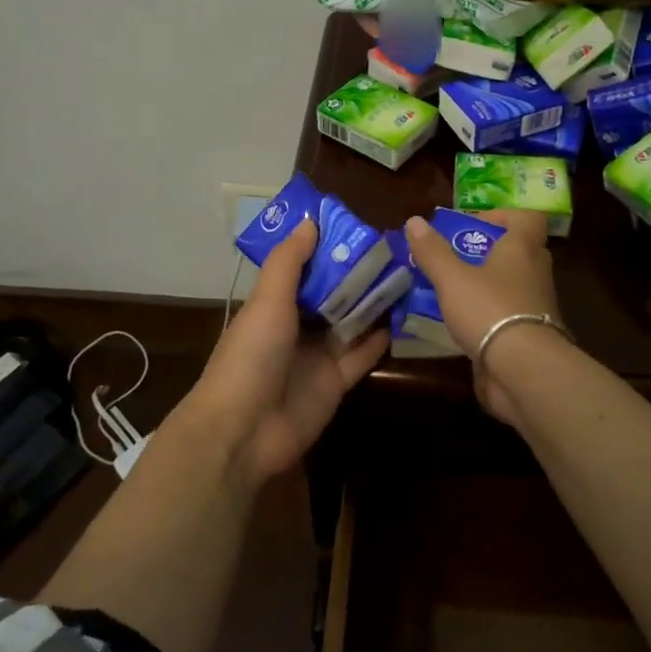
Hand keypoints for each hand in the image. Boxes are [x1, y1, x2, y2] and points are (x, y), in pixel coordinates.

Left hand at [184, 219, 388, 482]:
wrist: (244, 430)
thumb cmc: (250, 355)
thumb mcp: (267, 301)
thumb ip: (289, 263)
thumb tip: (311, 221)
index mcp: (273, 305)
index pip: (304, 269)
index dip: (327, 249)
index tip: (358, 227)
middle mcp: (296, 327)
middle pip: (332, 295)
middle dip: (357, 275)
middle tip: (393, 249)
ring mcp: (317, 356)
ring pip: (351, 322)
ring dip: (373, 303)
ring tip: (406, 275)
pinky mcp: (337, 382)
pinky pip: (362, 355)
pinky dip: (380, 338)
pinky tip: (403, 317)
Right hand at [402, 209, 563, 426]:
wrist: (523, 370)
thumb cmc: (490, 310)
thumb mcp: (452, 278)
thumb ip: (433, 251)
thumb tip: (414, 220)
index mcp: (522, 250)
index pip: (527, 218)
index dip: (502, 216)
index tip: (472, 225)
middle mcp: (535, 274)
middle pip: (517, 252)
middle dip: (486, 252)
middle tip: (455, 258)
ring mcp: (536, 307)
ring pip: (510, 286)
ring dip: (485, 286)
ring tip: (450, 293)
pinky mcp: (530, 337)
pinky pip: (507, 316)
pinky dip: (487, 316)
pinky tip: (460, 325)